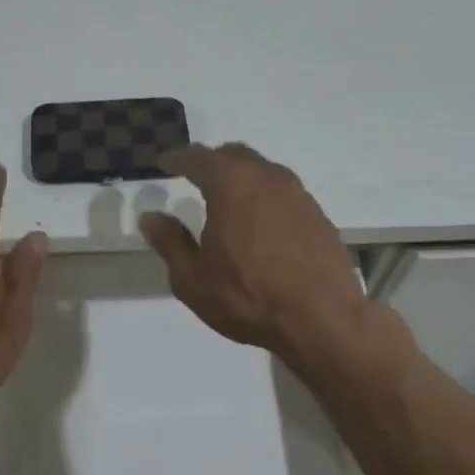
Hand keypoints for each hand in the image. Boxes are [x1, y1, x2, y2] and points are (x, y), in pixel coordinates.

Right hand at [139, 142, 370, 362]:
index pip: (198, 158)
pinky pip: (282, 192)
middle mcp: (267, 178)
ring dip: (241, 176)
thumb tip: (151, 217)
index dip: (177, 158)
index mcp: (231, 184)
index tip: (163, 162)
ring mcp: (298, 194)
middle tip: (193, 175)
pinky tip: (258, 221)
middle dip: (210, 161)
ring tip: (226, 197)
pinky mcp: (317, 214)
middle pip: (234, 155)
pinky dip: (263, 196)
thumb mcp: (193, 278)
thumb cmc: (248, 298)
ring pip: (262, 171)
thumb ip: (170, 242)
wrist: (323, 319)